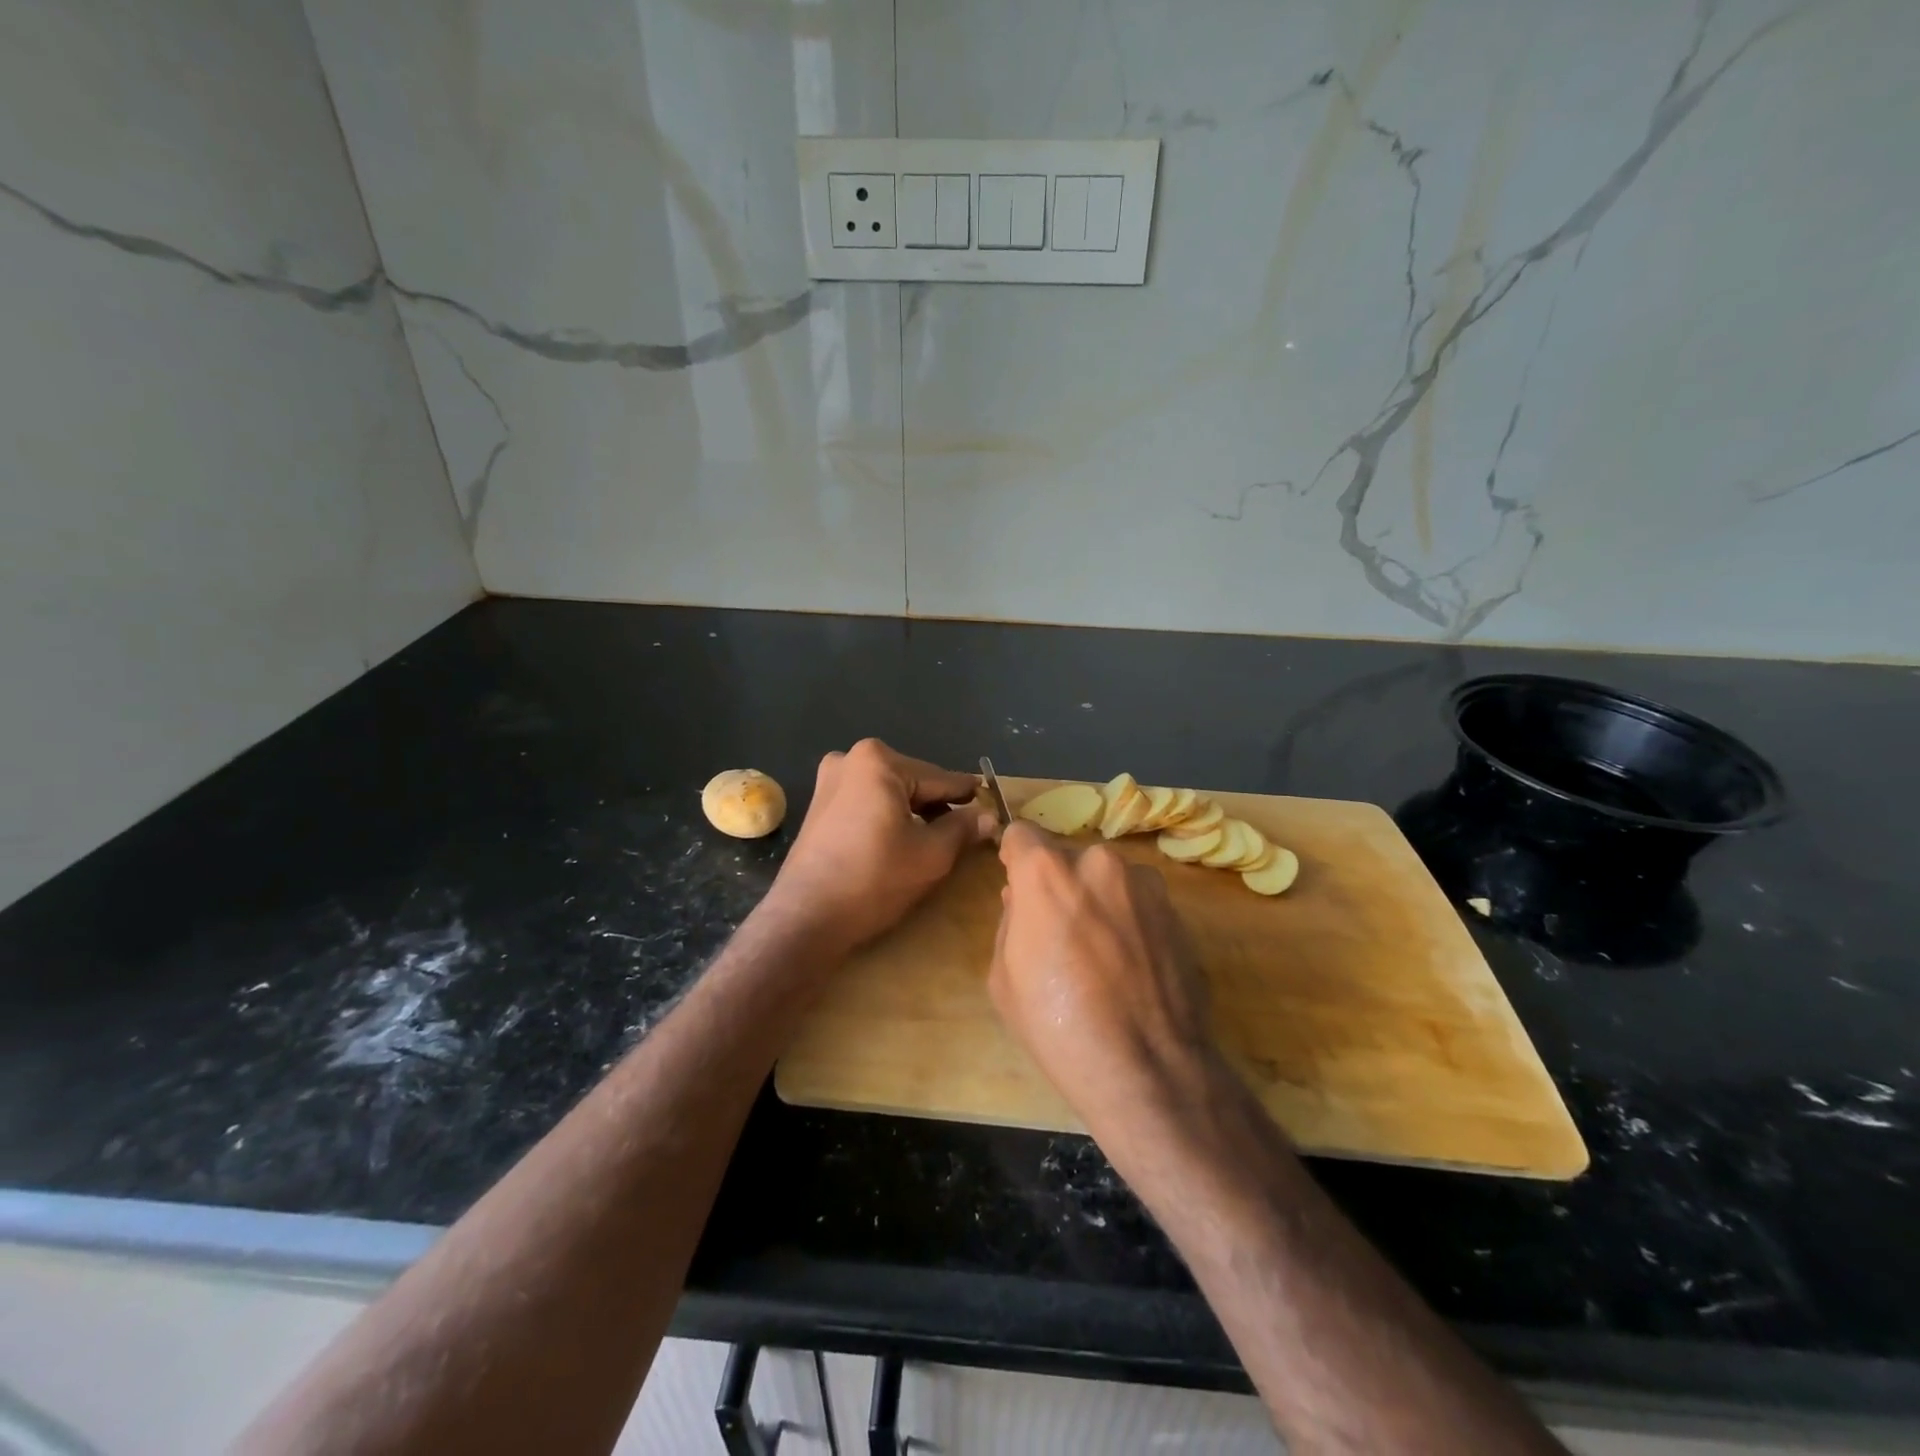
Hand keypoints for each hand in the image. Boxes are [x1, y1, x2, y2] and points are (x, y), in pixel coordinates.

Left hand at [765, 739, 996, 954]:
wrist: (806, 918)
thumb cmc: (874, 879)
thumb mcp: (931, 854)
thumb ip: (963, 828)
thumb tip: (989, 816)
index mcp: (879, 761)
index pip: (940, 779)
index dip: (968, 798)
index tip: (993, 804)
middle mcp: (850, 759)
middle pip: (913, 782)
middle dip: (938, 805)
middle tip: (967, 830)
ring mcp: (828, 781)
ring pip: (889, 793)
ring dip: (913, 812)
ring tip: (937, 839)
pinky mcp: (818, 805)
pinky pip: (867, 803)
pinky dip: (887, 817)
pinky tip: (901, 840)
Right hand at [989, 823, 1222, 1129]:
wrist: (1147, 1068)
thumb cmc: (1058, 1025)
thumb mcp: (1004, 977)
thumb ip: (1010, 922)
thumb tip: (1023, 901)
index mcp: (1046, 872)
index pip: (1021, 834)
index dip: (1014, 859)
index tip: (1017, 884)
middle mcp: (1097, 863)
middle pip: (1066, 859)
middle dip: (1058, 885)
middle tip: (1059, 933)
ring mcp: (1143, 883)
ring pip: (1105, 879)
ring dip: (1097, 899)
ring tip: (1101, 954)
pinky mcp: (1175, 909)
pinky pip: (1137, 900)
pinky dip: (1128, 919)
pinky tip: (1130, 965)